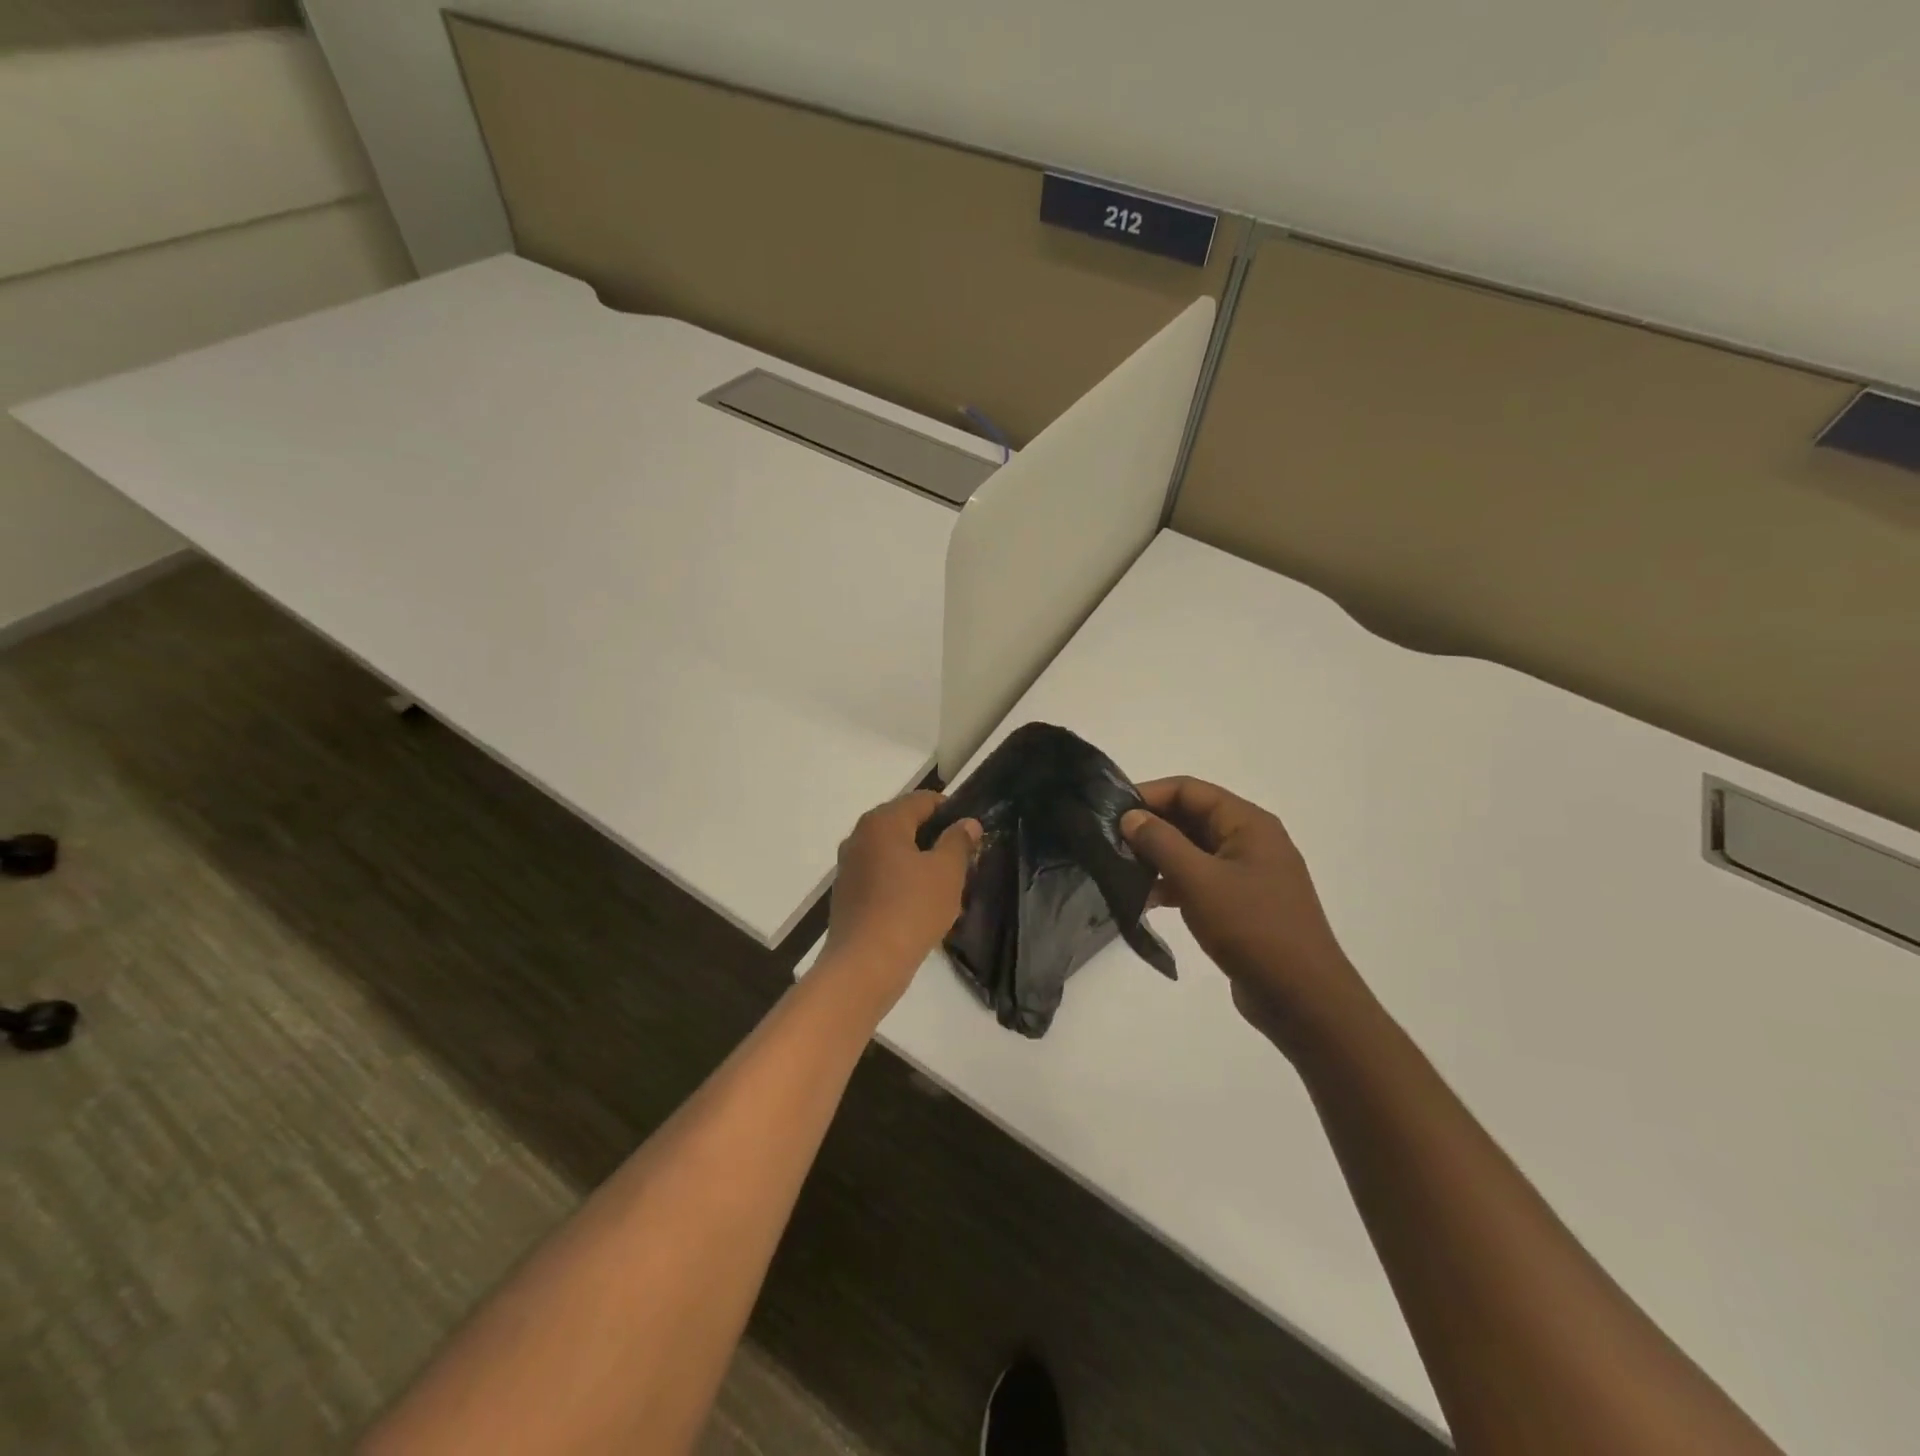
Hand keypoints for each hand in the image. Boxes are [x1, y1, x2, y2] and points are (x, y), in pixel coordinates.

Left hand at [821, 790, 980, 1003]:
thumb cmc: (910, 909)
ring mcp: (849, 866)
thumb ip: (958, 841)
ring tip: (946, 886)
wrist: (865, 965)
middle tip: (963, 861)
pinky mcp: (847, 894)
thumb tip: (967, 823)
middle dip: (935, 838)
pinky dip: (901, 882)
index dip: (951, 812)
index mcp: (882, 822)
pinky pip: (881, 877)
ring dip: (919, 862)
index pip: (923, 800)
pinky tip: (920, 905)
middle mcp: (860, 836)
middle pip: (906, 825)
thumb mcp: (947, 872)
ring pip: (893, 853)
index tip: (972, 834)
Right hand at [1121, 777, 1366, 1053]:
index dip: (1149, 795)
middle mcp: (1250, 841)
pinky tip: (1145, 900)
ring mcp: (1248, 874)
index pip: (1189, 790)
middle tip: (1110, 842)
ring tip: (1120, 871)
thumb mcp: (1199, 880)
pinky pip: (1200, 880)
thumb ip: (1160, 842)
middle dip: (1151, 828)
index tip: (1111, 812)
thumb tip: (1130, 817)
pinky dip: (1173, 884)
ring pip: (1193, 851)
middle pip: (1191, 818)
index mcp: (1248, 823)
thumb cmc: (1252, 928)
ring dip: (1158, 858)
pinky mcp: (1241, 905)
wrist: (1302, 999)